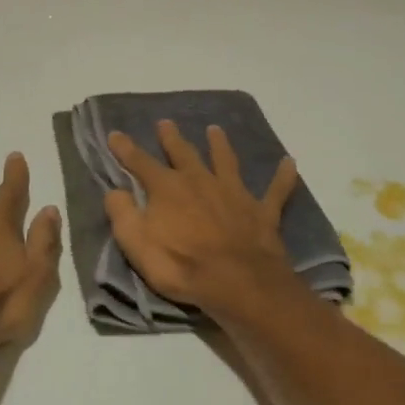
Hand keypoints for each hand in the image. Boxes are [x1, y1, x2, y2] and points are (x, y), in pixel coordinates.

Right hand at [103, 121, 301, 314]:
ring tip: (215, 129)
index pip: (140, 163)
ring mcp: (234, 193)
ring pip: (226, 161)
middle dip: (172, 138)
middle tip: (166, 123)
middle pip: (184, 154)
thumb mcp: (137, 244)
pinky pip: (276, 190)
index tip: (114, 134)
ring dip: (219, 145)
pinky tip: (290, 163)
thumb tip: (115, 190)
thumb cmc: (181, 265)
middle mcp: (200, 181)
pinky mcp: (261, 211)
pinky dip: (284, 176)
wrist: (237, 282)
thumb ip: (123, 214)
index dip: (125, 149)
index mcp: (168, 189)